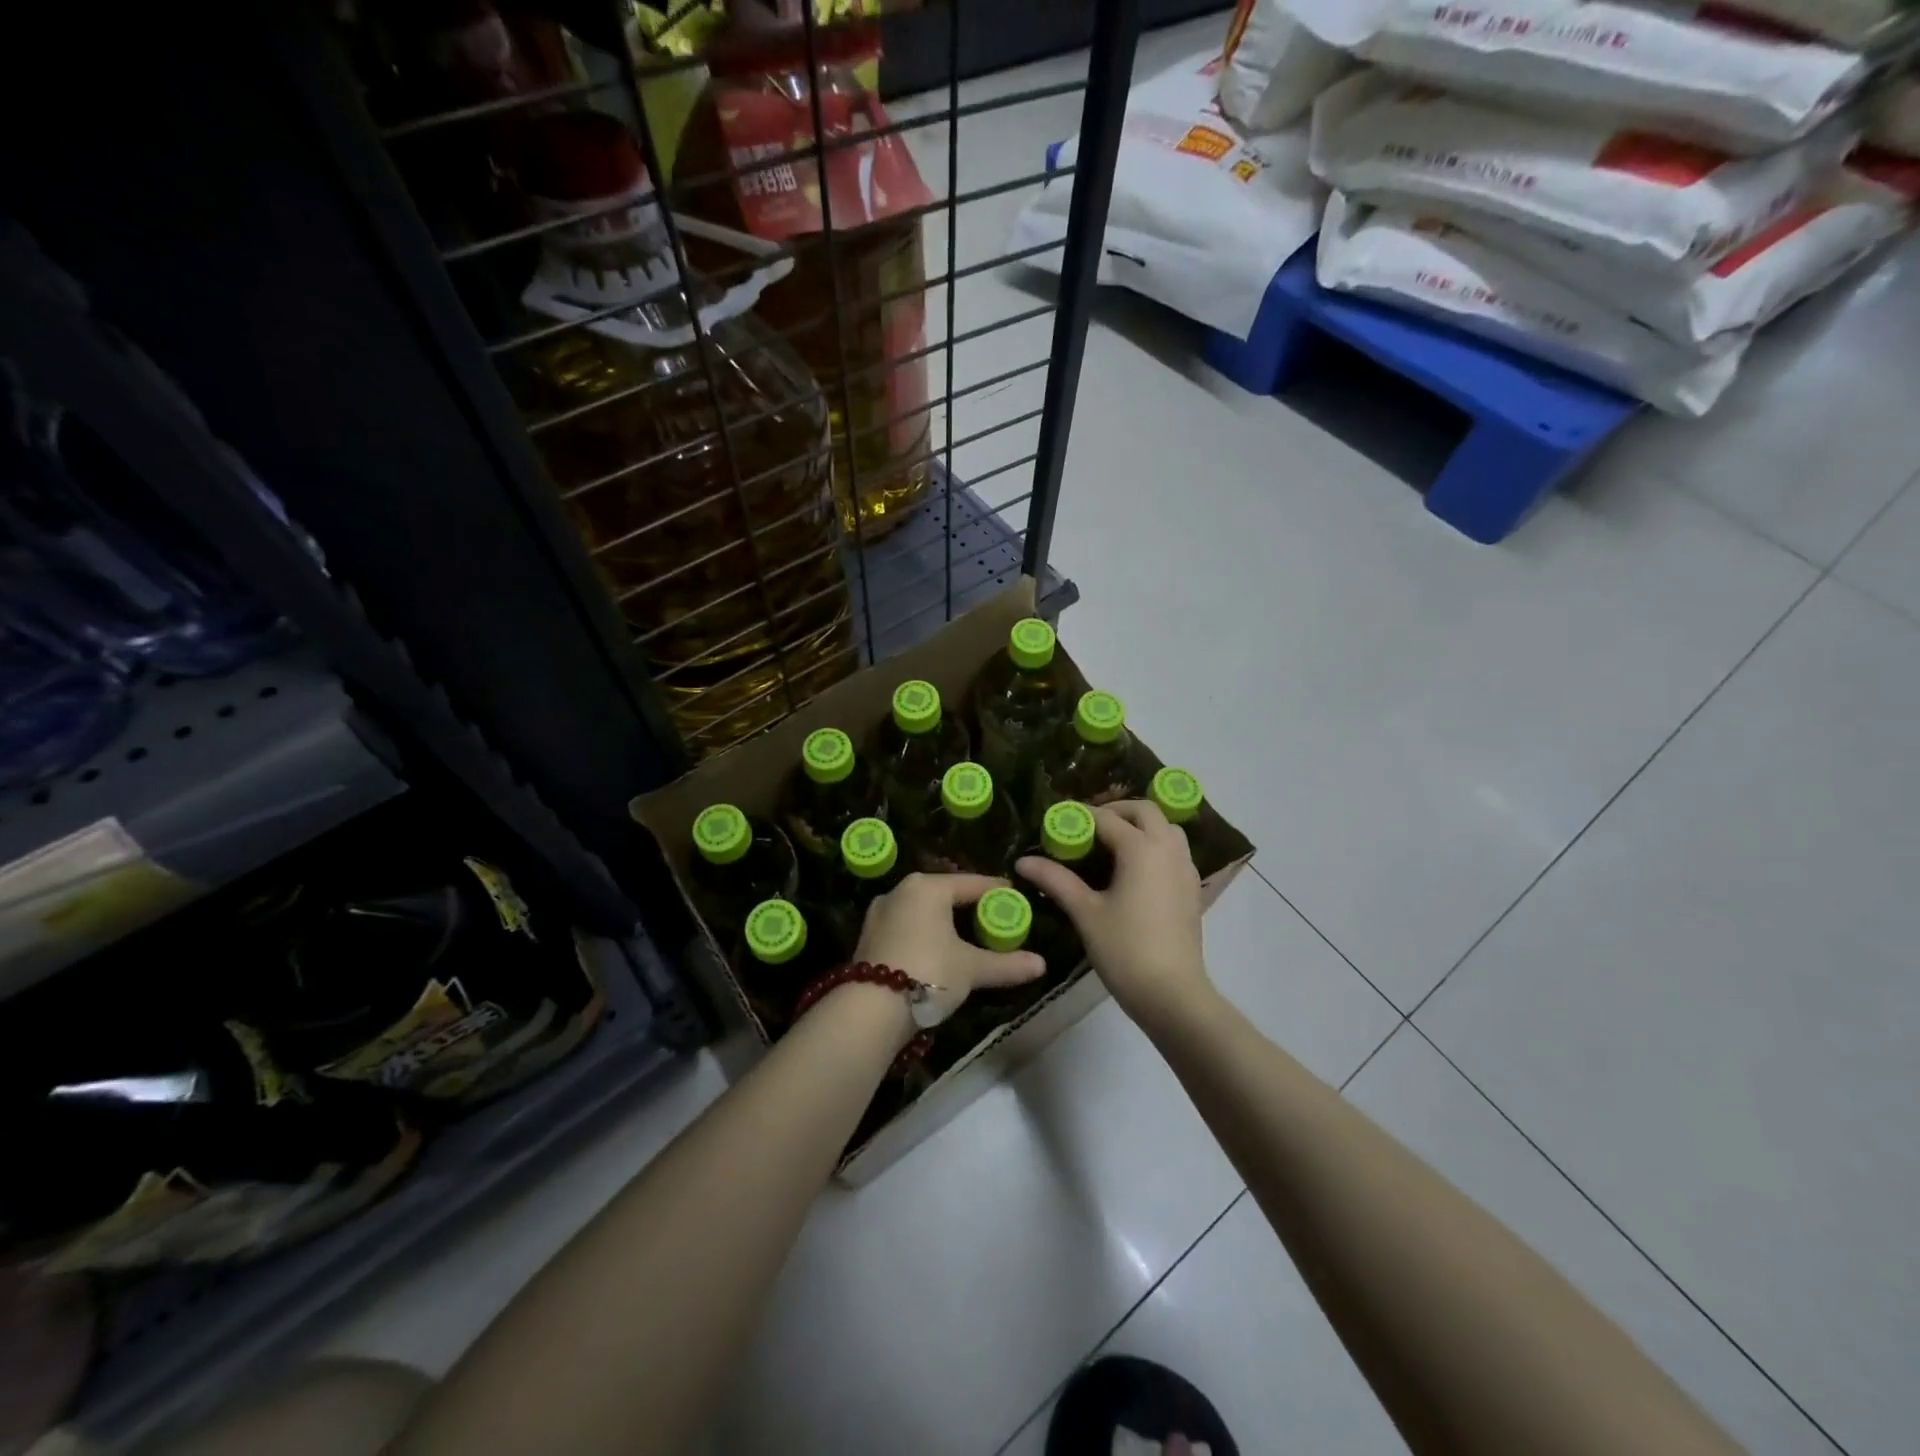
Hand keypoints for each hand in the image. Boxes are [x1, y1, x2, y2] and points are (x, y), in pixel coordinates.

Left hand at [854, 873, 1045, 1011]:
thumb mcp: (971, 968)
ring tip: (968, 937)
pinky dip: (925, 934)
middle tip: (994, 919)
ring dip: (945, 922)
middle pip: (944, 894)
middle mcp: (900, 891)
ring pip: (923, 911)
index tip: (1016, 898)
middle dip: (969, 906)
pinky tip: (938, 951)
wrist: (869, 1010)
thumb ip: (1006, 964)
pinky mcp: (868, 936)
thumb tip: (1042, 964)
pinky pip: (907, 926)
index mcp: (927, 887)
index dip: (996, 891)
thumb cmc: (927, 973)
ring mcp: (880, 913)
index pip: (972, 883)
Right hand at [1017, 801, 1208, 1028]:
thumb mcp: (1085, 912)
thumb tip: (1023, 861)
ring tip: (1114, 843)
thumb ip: (1056, 880)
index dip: (1079, 816)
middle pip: (1145, 811)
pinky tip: (1136, 870)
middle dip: (1116, 811)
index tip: (1057, 821)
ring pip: (1167, 828)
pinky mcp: (1193, 888)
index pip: (1106, 819)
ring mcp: (1185, 868)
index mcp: (1141, 848)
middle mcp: (1168, 849)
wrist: (1172, 994)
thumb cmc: (1125, 949)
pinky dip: (1156, 845)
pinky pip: (1176, 851)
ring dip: (1141, 825)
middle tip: (1088, 826)